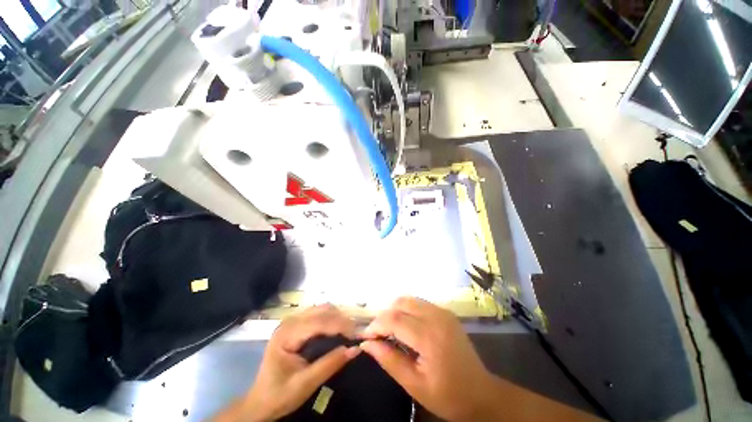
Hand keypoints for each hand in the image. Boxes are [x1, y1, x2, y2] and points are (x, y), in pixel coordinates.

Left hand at [215, 304, 360, 421]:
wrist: (260, 402)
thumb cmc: (279, 395)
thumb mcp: (306, 384)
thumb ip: (330, 364)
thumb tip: (355, 349)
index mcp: (287, 334)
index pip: (319, 322)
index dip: (340, 325)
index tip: (357, 335)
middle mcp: (289, 321)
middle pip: (321, 310)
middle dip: (341, 319)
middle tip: (355, 333)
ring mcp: (292, 321)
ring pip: (322, 309)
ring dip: (337, 317)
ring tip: (349, 331)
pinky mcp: (296, 324)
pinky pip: (318, 314)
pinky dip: (331, 318)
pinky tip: (338, 329)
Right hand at [360, 297, 494, 421]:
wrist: (481, 393)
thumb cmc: (447, 395)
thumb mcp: (414, 384)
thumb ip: (389, 360)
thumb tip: (367, 343)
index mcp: (429, 337)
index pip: (394, 319)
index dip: (376, 325)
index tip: (365, 336)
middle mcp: (436, 317)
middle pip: (401, 303)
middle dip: (384, 315)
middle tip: (377, 333)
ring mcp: (443, 311)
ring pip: (409, 299)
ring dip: (395, 311)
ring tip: (389, 330)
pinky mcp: (446, 312)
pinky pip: (419, 303)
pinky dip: (407, 310)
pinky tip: (405, 326)